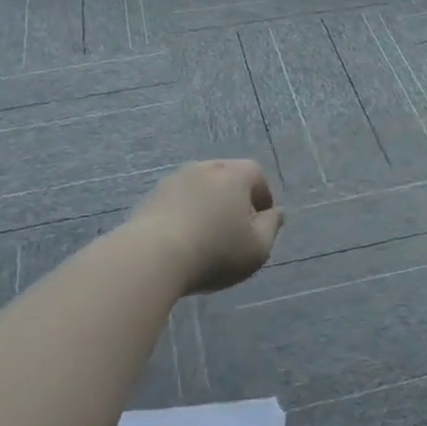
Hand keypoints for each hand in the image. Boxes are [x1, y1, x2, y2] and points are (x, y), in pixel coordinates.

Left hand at [129, 159, 283, 293]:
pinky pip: (177, 202)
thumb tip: (276, 213)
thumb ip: (272, 227)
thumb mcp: (258, 247)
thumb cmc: (215, 251)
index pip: (256, 175)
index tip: (261, 222)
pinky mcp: (150, 198)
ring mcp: (173, 180)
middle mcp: (204, 168)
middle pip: (226, 178)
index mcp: (234, 174)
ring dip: (207, 206)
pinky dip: (184, 215)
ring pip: (199, 189)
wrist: (152, 257)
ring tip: (207, 237)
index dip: (263, 197)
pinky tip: (183, 241)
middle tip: (236, 229)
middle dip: (234, 199)